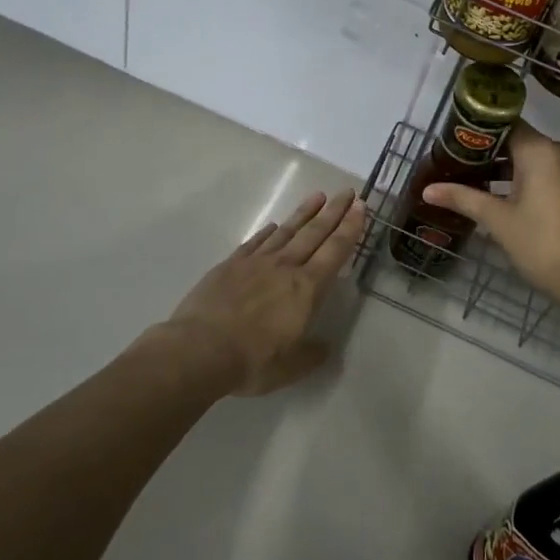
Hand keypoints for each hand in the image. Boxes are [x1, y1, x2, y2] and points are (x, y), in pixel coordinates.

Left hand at [162, 189, 366, 395]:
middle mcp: (285, 267)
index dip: (349, 228)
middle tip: (347, 192)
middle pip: (314, 233)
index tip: (359, 207)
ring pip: (286, 231)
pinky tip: (274, 224)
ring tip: (317, 196)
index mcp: (306, 289)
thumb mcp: (292, 367)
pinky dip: (268, 231)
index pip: (335, 251)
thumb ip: (312, 354)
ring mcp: (255, 262)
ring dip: (304, 213)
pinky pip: (255, 242)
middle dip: (333, 211)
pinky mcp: (230, 265)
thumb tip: (324, 346)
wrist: (200, 349)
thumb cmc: (253, 361)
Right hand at [422, 125, 559, 312]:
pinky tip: (511, 201)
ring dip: (511, 170)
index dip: (479, 133)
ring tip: (480, 186)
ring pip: (538, 160)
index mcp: (540, 150)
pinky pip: (553, 175)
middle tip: (460, 167)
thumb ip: (463, 199)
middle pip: (521, 142)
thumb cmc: (541, 244)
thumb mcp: (497, 220)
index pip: (505, 125)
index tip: (455, 144)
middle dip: (491, 154)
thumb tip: (427, 190)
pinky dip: (532, 181)